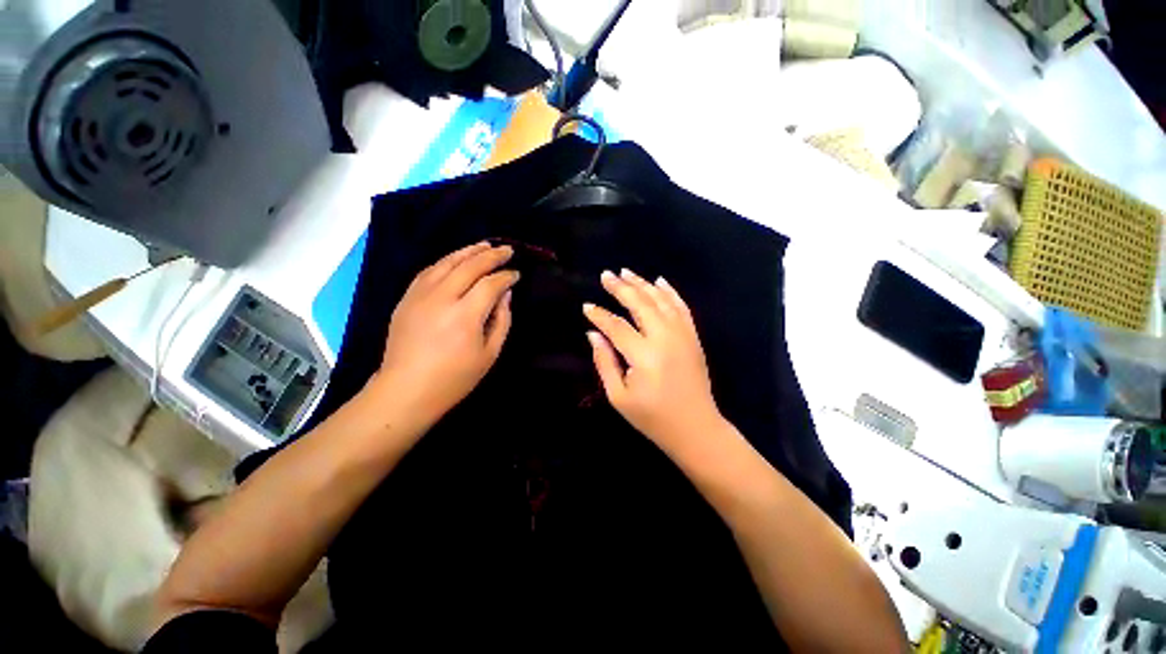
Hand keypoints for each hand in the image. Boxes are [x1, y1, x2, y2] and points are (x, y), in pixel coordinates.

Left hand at [374, 242, 518, 427]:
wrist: (406, 390)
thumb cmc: (454, 378)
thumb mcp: (489, 353)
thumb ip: (502, 320)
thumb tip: (505, 294)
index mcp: (465, 315)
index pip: (490, 284)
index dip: (506, 277)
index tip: (517, 274)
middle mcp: (442, 298)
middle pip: (469, 266)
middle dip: (491, 255)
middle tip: (507, 250)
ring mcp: (420, 295)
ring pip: (447, 262)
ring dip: (468, 251)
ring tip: (484, 245)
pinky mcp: (406, 298)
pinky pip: (429, 270)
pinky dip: (446, 261)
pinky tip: (456, 259)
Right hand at [583, 269, 725, 457]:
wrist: (696, 428)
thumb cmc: (652, 417)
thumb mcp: (619, 397)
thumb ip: (604, 362)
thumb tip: (593, 334)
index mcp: (644, 356)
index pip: (616, 326)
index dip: (599, 315)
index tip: (586, 306)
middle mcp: (665, 339)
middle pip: (640, 304)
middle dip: (621, 288)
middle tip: (606, 275)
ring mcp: (683, 335)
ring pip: (661, 301)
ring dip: (642, 284)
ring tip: (626, 272)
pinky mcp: (693, 337)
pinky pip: (681, 307)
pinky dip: (670, 292)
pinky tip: (659, 281)